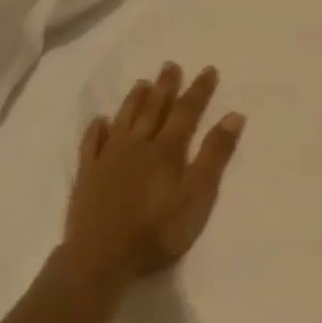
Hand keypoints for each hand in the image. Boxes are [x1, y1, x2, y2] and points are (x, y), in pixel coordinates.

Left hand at [63, 62, 245, 280]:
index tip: (208, 69)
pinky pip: (92, 144)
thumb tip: (233, 116)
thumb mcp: (197, 196)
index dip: (199, 91)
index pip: (186, 112)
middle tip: (170, 65)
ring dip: (134, 100)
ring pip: (124, 120)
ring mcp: (109, 159)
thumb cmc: (157, 230)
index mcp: (167, 150)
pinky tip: (99, 121)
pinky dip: (97, 129)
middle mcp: (137, 146)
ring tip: (142, 82)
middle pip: (154, 109)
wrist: (100, 257)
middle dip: (165, 87)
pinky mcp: (88, 176)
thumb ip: (214, 155)